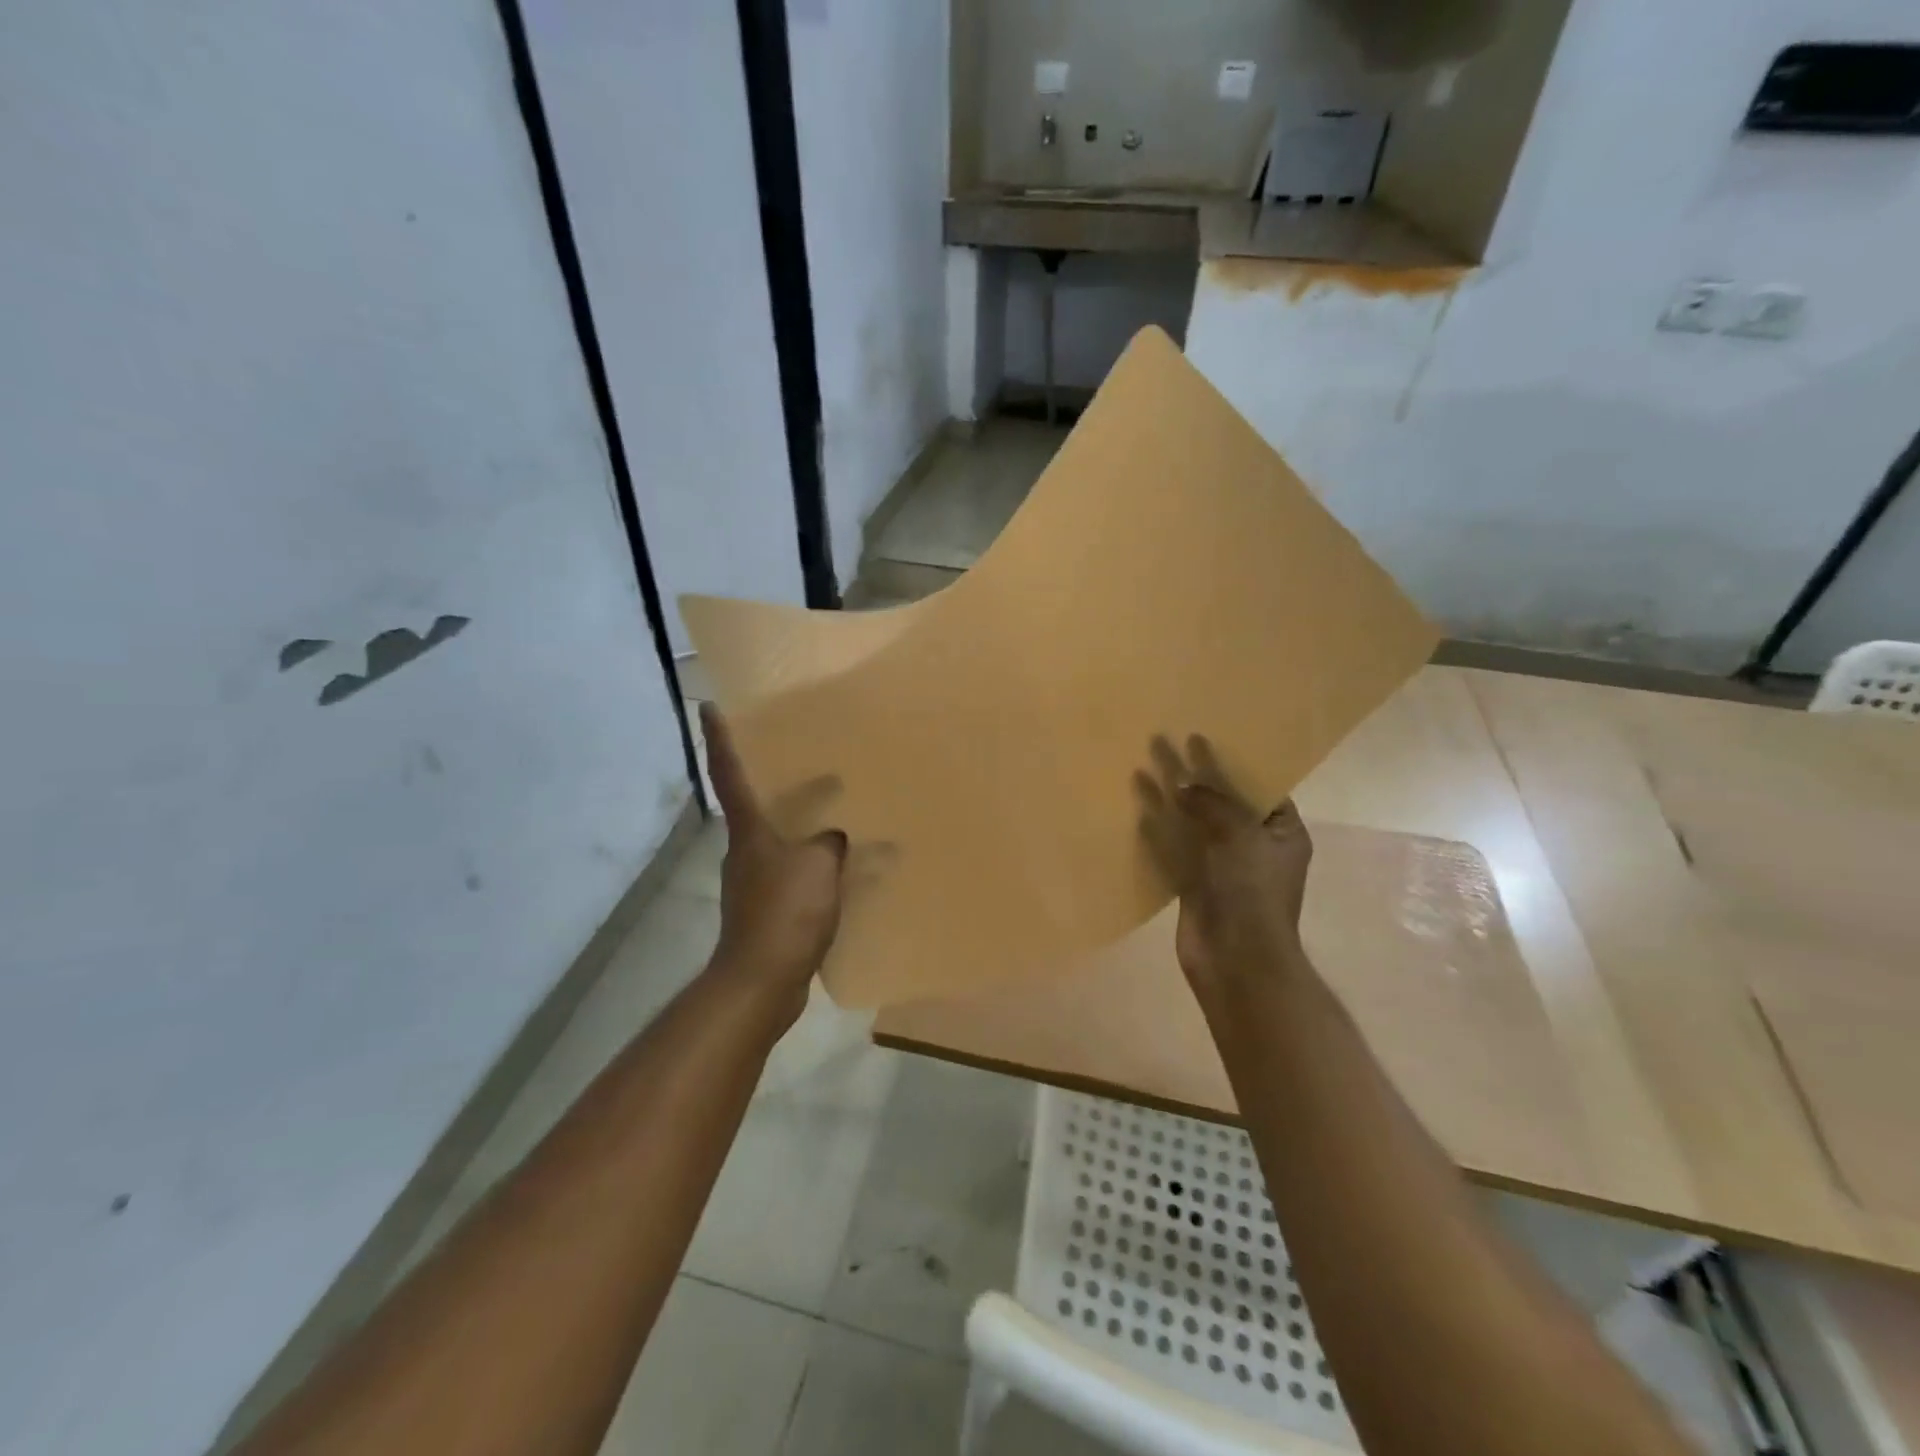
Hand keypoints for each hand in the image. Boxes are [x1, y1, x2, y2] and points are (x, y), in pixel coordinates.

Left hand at [700, 702, 847, 1022]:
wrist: (761, 981)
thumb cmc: (785, 912)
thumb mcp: (818, 865)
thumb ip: (830, 842)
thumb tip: (834, 837)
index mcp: (749, 832)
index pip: (729, 774)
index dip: (720, 739)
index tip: (708, 707)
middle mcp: (743, 851)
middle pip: (752, 805)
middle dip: (769, 780)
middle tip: (797, 756)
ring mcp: (752, 881)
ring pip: (775, 840)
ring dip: (795, 825)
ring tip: (829, 812)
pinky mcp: (765, 909)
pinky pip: (791, 872)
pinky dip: (810, 863)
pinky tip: (837, 867)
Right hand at [1134, 734, 1313, 991]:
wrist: (1237, 960)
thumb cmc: (1251, 890)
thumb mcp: (1240, 833)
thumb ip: (1210, 802)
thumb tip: (1180, 784)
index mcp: (1281, 833)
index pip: (1260, 789)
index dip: (1232, 764)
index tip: (1204, 739)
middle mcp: (1252, 846)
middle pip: (1219, 801)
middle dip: (1193, 775)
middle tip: (1164, 742)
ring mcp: (1221, 867)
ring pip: (1191, 823)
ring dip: (1168, 798)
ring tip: (1141, 768)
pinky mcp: (1194, 885)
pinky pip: (1173, 849)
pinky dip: (1157, 831)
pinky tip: (1138, 813)